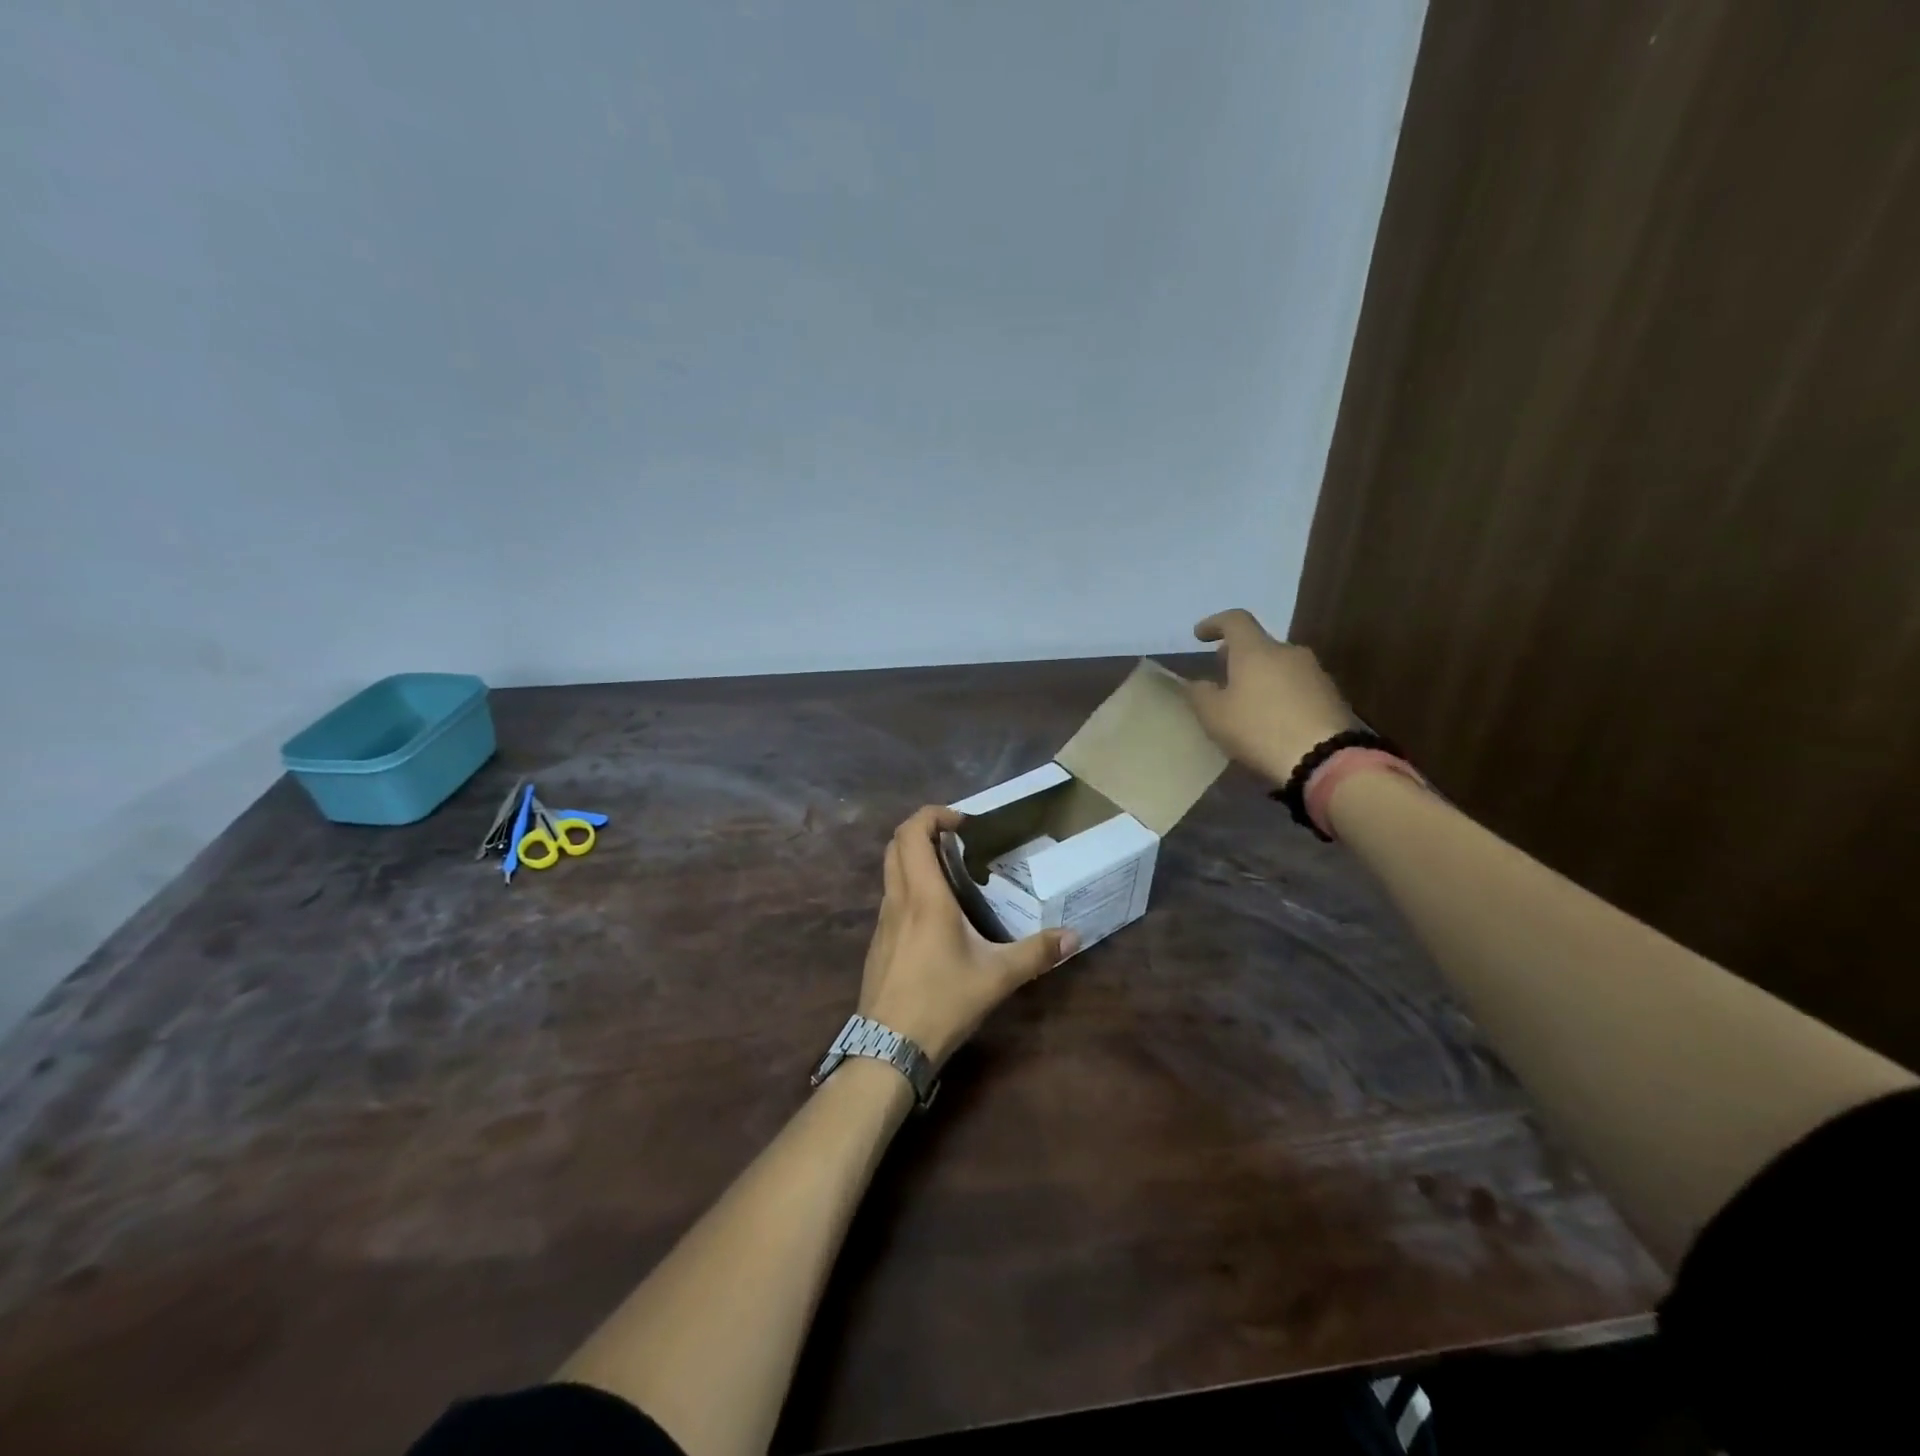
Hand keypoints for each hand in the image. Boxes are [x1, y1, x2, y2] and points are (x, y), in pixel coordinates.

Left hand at [859, 805, 1077, 1067]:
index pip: (912, 832)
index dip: (933, 814)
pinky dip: (910, 886)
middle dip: (923, 830)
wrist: (888, 1049)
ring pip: (890, 870)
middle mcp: (898, 899)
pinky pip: (891, 897)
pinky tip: (937, 916)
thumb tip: (1074, 936)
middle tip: (957, 840)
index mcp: (924, 897)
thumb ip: (1036, 953)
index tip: (962, 822)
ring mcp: (883, 921)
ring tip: (952, 874)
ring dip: (915, 858)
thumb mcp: (997, 978)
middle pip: (896, 844)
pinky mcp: (879, 941)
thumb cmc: (942, 1002)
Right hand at [1182, 608, 1353, 785]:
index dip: (1214, 623)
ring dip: (1260, 676)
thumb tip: (1198, 683)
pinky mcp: (1331, 694)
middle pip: (1258, 644)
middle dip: (1238, 656)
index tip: (1199, 636)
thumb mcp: (1214, 716)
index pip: (1235, 620)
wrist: (1324, 757)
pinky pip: (1296, 685)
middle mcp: (1287, 652)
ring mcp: (1314, 672)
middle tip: (1222, 675)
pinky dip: (1280, 693)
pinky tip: (1273, 718)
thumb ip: (1200, 694)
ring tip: (1247, 702)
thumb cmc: (1259, 729)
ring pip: (1279, 665)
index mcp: (1255, 650)